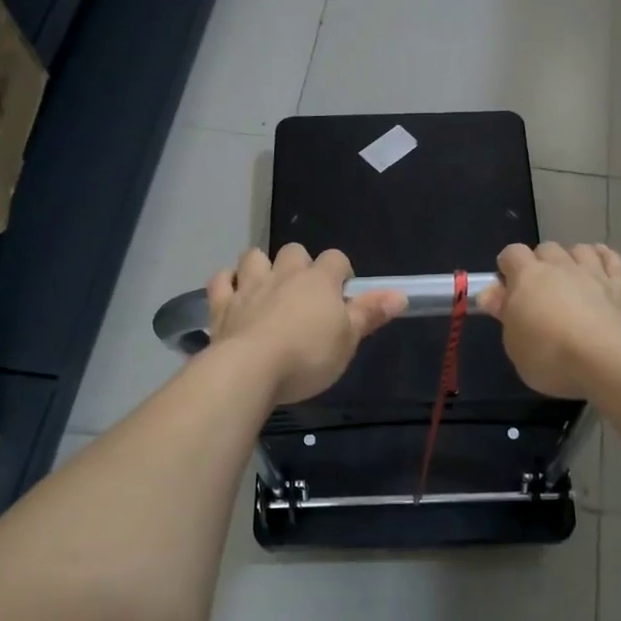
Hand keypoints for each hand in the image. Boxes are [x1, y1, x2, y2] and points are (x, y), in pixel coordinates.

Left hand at [205, 245, 405, 404]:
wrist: (250, 369)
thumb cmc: (308, 356)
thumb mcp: (348, 340)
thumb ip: (370, 314)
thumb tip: (400, 294)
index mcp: (319, 281)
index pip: (337, 259)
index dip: (342, 273)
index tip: (343, 296)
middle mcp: (284, 274)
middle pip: (294, 251)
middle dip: (299, 265)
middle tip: (304, 295)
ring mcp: (249, 286)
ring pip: (254, 256)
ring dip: (260, 266)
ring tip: (266, 288)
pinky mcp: (221, 304)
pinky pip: (221, 280)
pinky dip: (227, 283)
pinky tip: (232, 295)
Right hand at [477, 242, 620, 397]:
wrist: (608, 359)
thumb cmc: (551, 355)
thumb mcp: (514, 344)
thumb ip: (504, 314)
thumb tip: (490, 293)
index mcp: (528, 277)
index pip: (512, 253)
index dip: (507, 267)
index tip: (507, 288)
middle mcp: (560, 266)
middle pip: (546, 248)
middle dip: (540, 263)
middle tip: (540, 290)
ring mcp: (593, 272)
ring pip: (580, 249)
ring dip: (572, 259)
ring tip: (571, 279)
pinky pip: (611, 259)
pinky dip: (604, 258)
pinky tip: (601, 267)